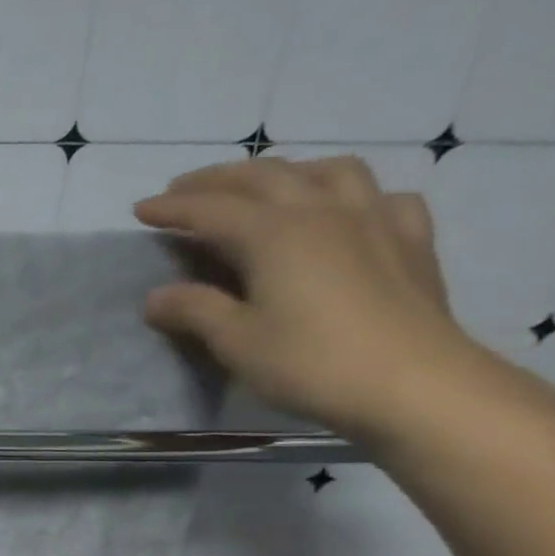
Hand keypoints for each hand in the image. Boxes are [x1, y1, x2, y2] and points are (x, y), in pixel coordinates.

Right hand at [133, 155, 486, 439]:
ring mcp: (375, 220)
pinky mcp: (411, 241)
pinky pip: (382, 197)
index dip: (172, 207)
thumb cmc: (311, 363)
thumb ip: (195, 310)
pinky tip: (346, 213)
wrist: (414, 384)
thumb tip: (157, 297)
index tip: (140, 209)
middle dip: (218, 179)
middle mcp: (323, 211)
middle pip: (265, 176)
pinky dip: (352, 196)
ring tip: (265, 188)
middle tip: (184, 190)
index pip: (211, 209)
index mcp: (274, 234)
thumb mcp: (237, 341)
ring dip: (288, 172)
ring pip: (329, 171)